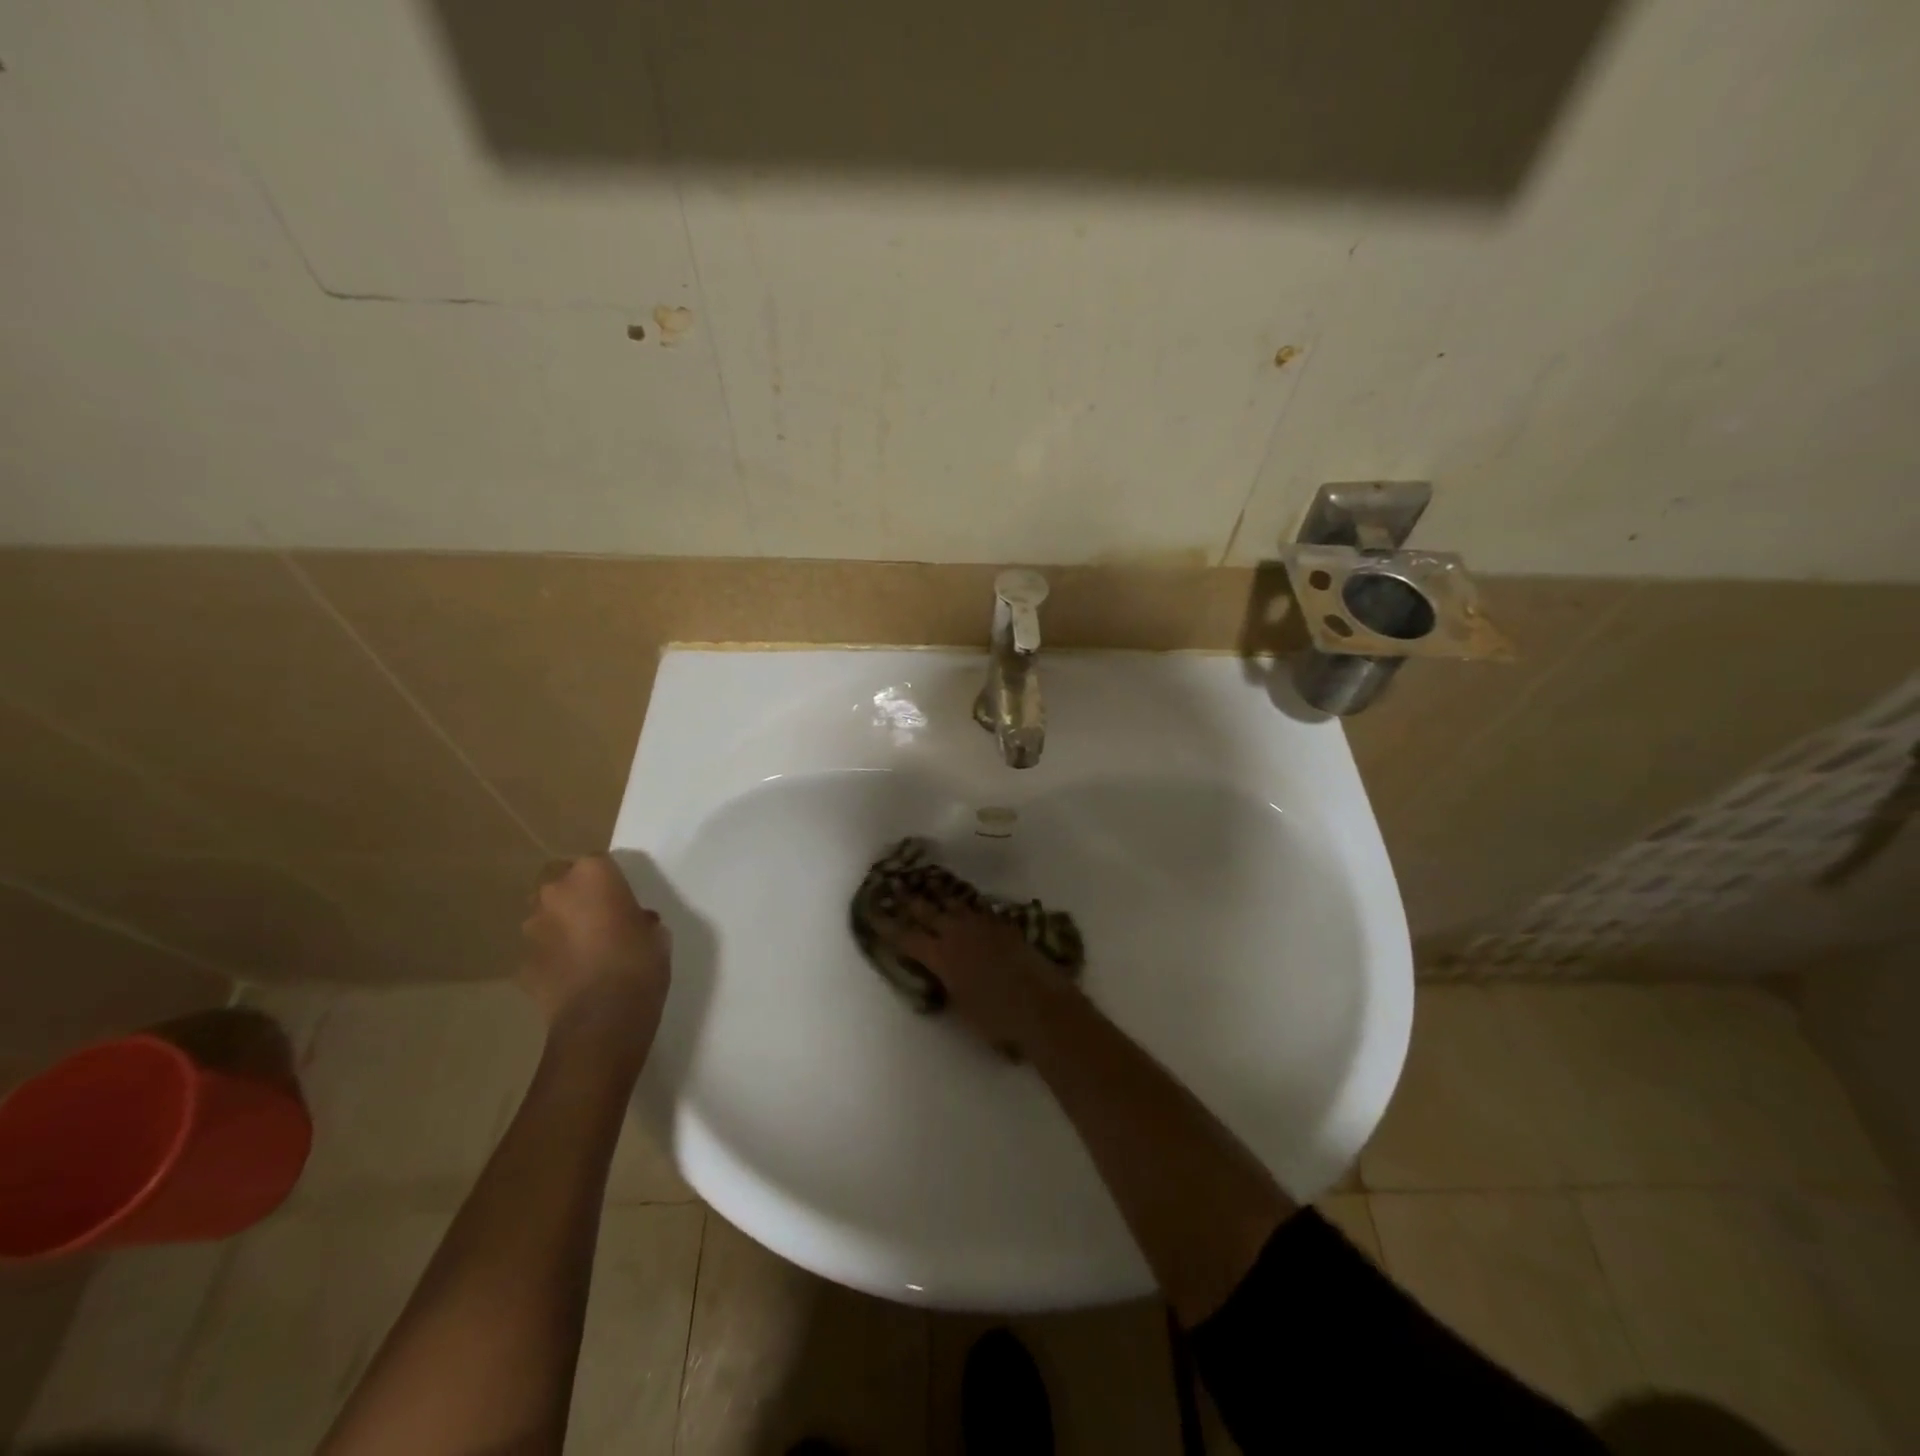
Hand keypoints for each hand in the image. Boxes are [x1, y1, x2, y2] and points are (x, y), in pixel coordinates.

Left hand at [519, 856, 670, 1035]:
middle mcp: (555, 892)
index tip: (621, 897)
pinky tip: (571, 976)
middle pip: (559, 879)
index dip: (609, 879)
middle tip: (597, 915)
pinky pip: (539, 950)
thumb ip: (639, 918)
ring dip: (559, 924)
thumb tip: (632, 922)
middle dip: (573, 893)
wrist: (603, 1018)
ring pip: (543, 914)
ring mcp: (532, 928)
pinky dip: (551, 957)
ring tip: (583, 949)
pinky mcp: (521, 963)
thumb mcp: (656, 934)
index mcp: (593, 875)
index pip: (597, 861)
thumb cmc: (640, 963)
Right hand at [880, 900, 1075, 1056]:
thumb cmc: (998, 1021)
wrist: (1043, 1008)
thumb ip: (946, 984)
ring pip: (954, 904)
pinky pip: (978, 910)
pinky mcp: (1004, 925)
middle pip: (928, 911)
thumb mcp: (960, 1007)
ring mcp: (983, 926)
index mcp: (941, 957)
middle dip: (910, 901)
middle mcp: (958, 934)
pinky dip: (966, 907)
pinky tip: (965, 907)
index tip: (874, 911)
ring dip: (939, 897)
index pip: (906, 937)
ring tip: (928, 886)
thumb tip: (940, 972)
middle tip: (896, 886)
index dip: (888, 925)